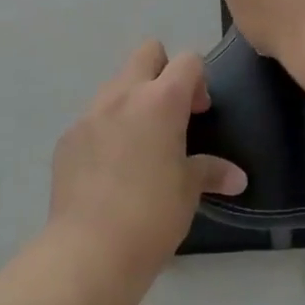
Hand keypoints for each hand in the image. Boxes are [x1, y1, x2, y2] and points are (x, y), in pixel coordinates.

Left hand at [47, 41, 246, 284]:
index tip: (199, 114)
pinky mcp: (67, 138)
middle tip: (171, 115)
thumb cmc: (152, 216)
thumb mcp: (188, 192)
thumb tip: (237, 178)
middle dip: (163, 72)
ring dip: (133, 101)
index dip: (198, 80)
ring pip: (116, 85)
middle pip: (147, 53)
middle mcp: (123, 96)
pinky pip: (93, 118)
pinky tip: (110, 169)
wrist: (89, 251)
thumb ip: (211, 172)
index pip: (187, 61)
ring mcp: (90, 114)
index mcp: (160, 101)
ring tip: (140, 145)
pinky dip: (107, 129)